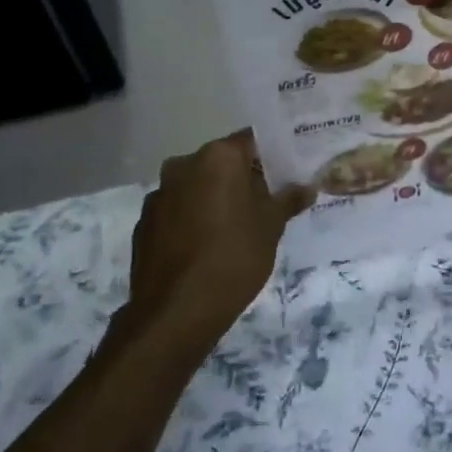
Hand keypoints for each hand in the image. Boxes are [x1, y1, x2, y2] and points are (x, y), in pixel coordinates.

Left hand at [116, 131, 313, 353]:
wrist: (177, 310)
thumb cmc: (235, 256)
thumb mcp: (272, 226)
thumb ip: (289, 200)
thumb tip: (307, 187)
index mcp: (218, 157)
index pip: (251, 141)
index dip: (271, 156)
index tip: (287, 172)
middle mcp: (183, 165)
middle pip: (222, 163)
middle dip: (243, 178)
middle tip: (267, 202)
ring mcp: (159, 194)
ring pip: (197, 186)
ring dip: (215, 198)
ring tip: (237, 228)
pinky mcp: (144, 223)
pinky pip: (178, 211)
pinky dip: (193, 219)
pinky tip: (207, 246)